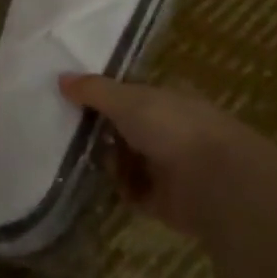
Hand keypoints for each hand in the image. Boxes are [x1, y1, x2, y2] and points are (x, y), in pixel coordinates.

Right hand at [60, 75, 276, 238]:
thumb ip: (94, 90)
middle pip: (124, 127)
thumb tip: (61, 77)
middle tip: (64, 130)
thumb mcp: (127, 99)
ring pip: (126, 160)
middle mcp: (167, 129)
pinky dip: (119, 189)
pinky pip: (132, 192)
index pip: (129, 93)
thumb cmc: (172, 127)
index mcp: (165, 99)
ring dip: (107, 161)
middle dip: (99, 130)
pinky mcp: (164, 200)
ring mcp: (167, 165)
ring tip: (77, 158)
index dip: (102, 95)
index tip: (71, 98)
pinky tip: (99, 183)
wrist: (215, 182)